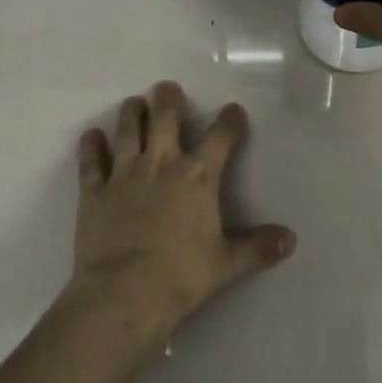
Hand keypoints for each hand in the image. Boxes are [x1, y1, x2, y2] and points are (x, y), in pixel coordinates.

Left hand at [69, 81, 295, 341]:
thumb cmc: (181, 276)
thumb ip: (257, 247)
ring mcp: (124, 174)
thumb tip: (290, 240)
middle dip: (168, 99)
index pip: (220, 138)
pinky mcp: (94, 191)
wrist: (125, 293)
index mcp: (197, 177)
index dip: (230, 121)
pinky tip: (91, 135)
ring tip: (134, 102)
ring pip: (127, 130)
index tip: (234, 111)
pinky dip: (91, 146)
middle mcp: (161, 164)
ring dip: (131, 112)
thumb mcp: (226, 263)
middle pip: (164, 118)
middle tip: (168, 88)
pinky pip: (91, 162)